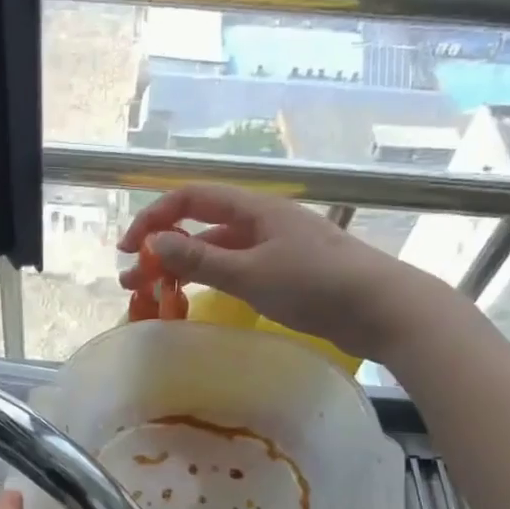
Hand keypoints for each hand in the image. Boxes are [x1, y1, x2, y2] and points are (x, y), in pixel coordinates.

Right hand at [117, 184, 463, 360]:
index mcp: (255, 209)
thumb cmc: (316, 285)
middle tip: (133, 279)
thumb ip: (201, 259)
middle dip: (163, 248)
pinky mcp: (286, 274)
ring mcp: (275, 248)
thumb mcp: (251, 273)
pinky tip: (198, 300)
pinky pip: (236, 270)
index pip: (191, 199)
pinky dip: (211, 282)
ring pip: (218, 252)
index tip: (129, 248)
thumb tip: (154, 243)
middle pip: (201, 225)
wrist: (380, 308)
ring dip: (184, 268)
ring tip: (155, 295)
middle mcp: (262, 222)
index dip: (155, 218)